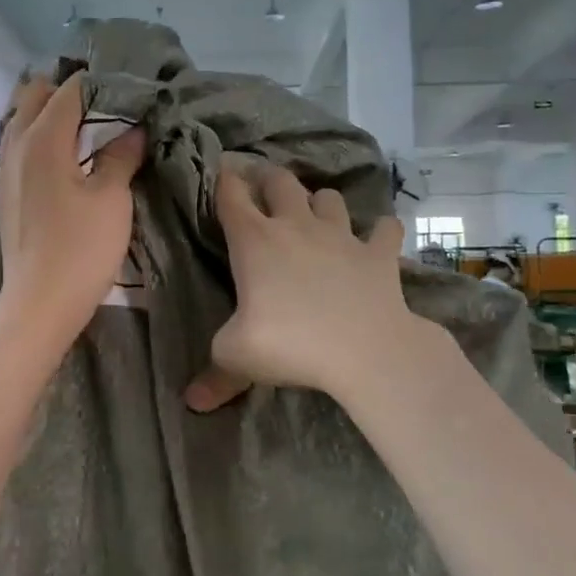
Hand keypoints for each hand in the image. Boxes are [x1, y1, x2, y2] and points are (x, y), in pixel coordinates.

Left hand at [0, 74, 145, 353]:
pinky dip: (41, 137)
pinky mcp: (7, 192)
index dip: (100, 83)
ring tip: (87, 125)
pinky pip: (19, 145)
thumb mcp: (112, 199)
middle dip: (68, 90)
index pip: (70, 89)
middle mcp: (16, 144)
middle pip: (35, 95)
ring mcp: (6, 169)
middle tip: (106, 103)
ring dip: (50, 113)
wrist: (40, 303)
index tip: (129, 89)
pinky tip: (66, 156)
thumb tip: (134, 129)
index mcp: (43, 138)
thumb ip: (121, 156)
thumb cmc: (81, 249)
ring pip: (21, 120)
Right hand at [185, 159, 430, 410]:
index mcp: (255, 241)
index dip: (224, 180)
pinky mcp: (379, 254)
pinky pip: (384, 229)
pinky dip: (380, 232)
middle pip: (281, 181)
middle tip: (263, 187)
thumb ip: (214, 374)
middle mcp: (296, 226)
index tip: (222, 174)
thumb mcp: (237, 358)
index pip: (231, 195)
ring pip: (330, 197)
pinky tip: (377, 240)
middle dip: (269, 179)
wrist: (366, 350)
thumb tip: (191, 401)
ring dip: (320, 202)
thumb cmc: (290, 344)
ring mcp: (342, 236)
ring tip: (316, 216)